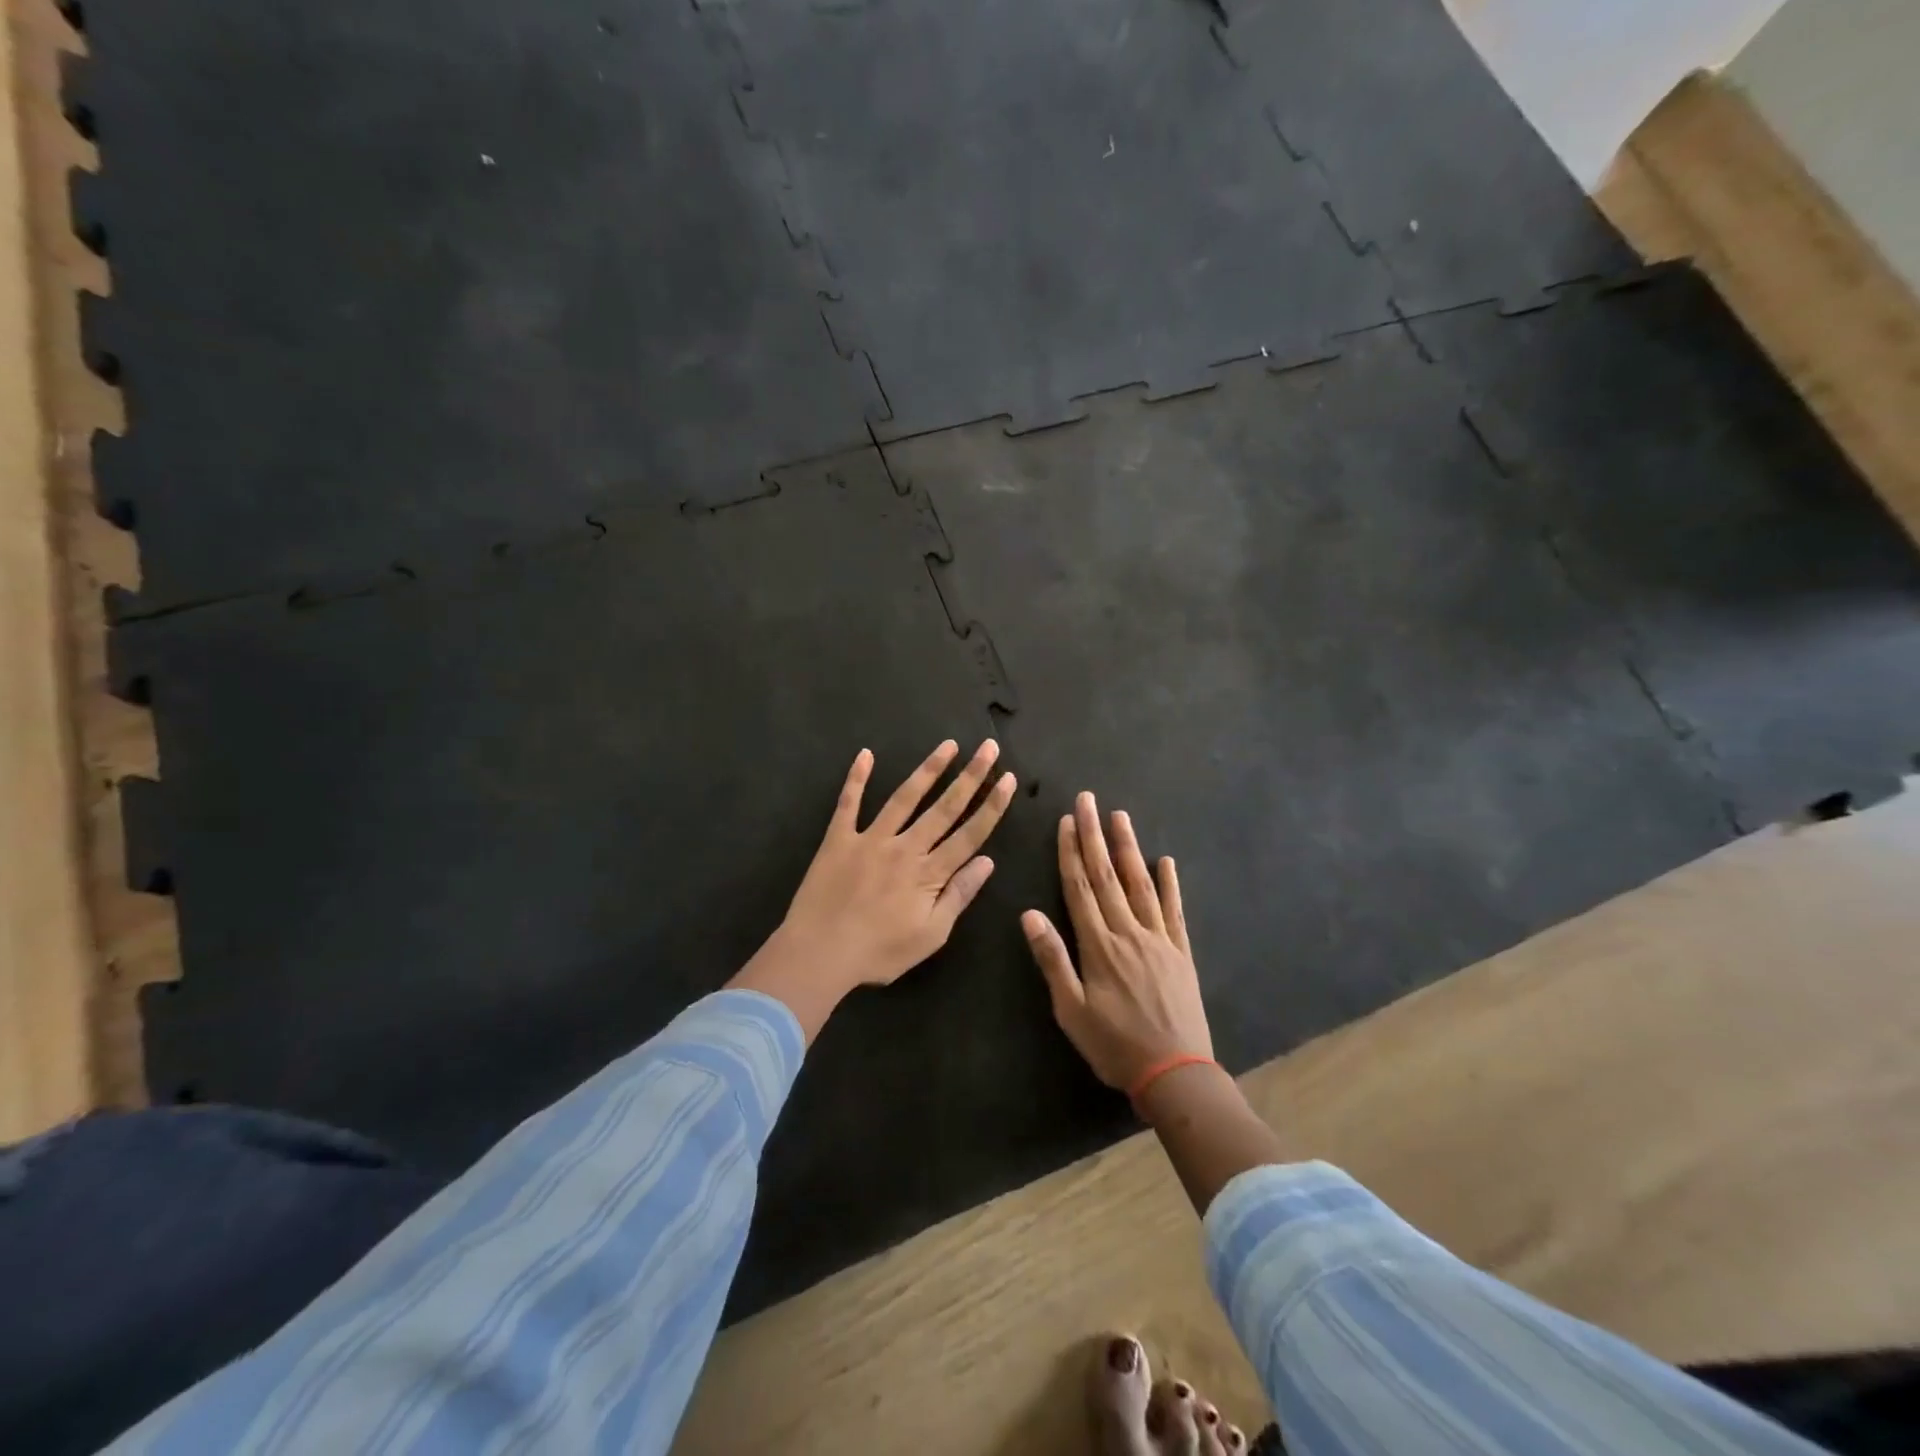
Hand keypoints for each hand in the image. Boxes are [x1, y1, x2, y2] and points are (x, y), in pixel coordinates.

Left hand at [731, 740, 1016, 1039]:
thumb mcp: (931, 935)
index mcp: (929, 873)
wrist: (819, 953)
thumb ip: (959, 895)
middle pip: (944, 807)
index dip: (992, 806)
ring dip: (929, 769)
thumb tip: (988, 862)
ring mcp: (870, 838)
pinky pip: (848, 803)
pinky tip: (865, 754)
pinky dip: (857, 778)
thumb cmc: (879, 952)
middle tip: (989, 747)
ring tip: (948, 745)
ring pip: (905, 797)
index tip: (1008, 779)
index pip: (970, 833)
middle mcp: (905, 847)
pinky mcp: (839, 838)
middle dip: (971, 776)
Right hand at [1023, 792, 1212, 1090]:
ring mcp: (1159, 939)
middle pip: (1107, 876)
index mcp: (1098, 945)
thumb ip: (1052, 959)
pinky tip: (1166, 860)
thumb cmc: (1114, 1045)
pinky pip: (1174, 910)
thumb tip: (1029, 913)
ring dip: (1129, 848)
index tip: (1066, 821)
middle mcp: (1128, 932)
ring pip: (1140, 883)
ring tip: (1120, 817)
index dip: (1071, 852)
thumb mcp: (1071, 1010)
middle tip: (1089, 800)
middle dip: (1095, 836)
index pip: (1080, 888)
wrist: (1175, 1073)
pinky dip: (1170, 884)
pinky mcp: (1181, 951)